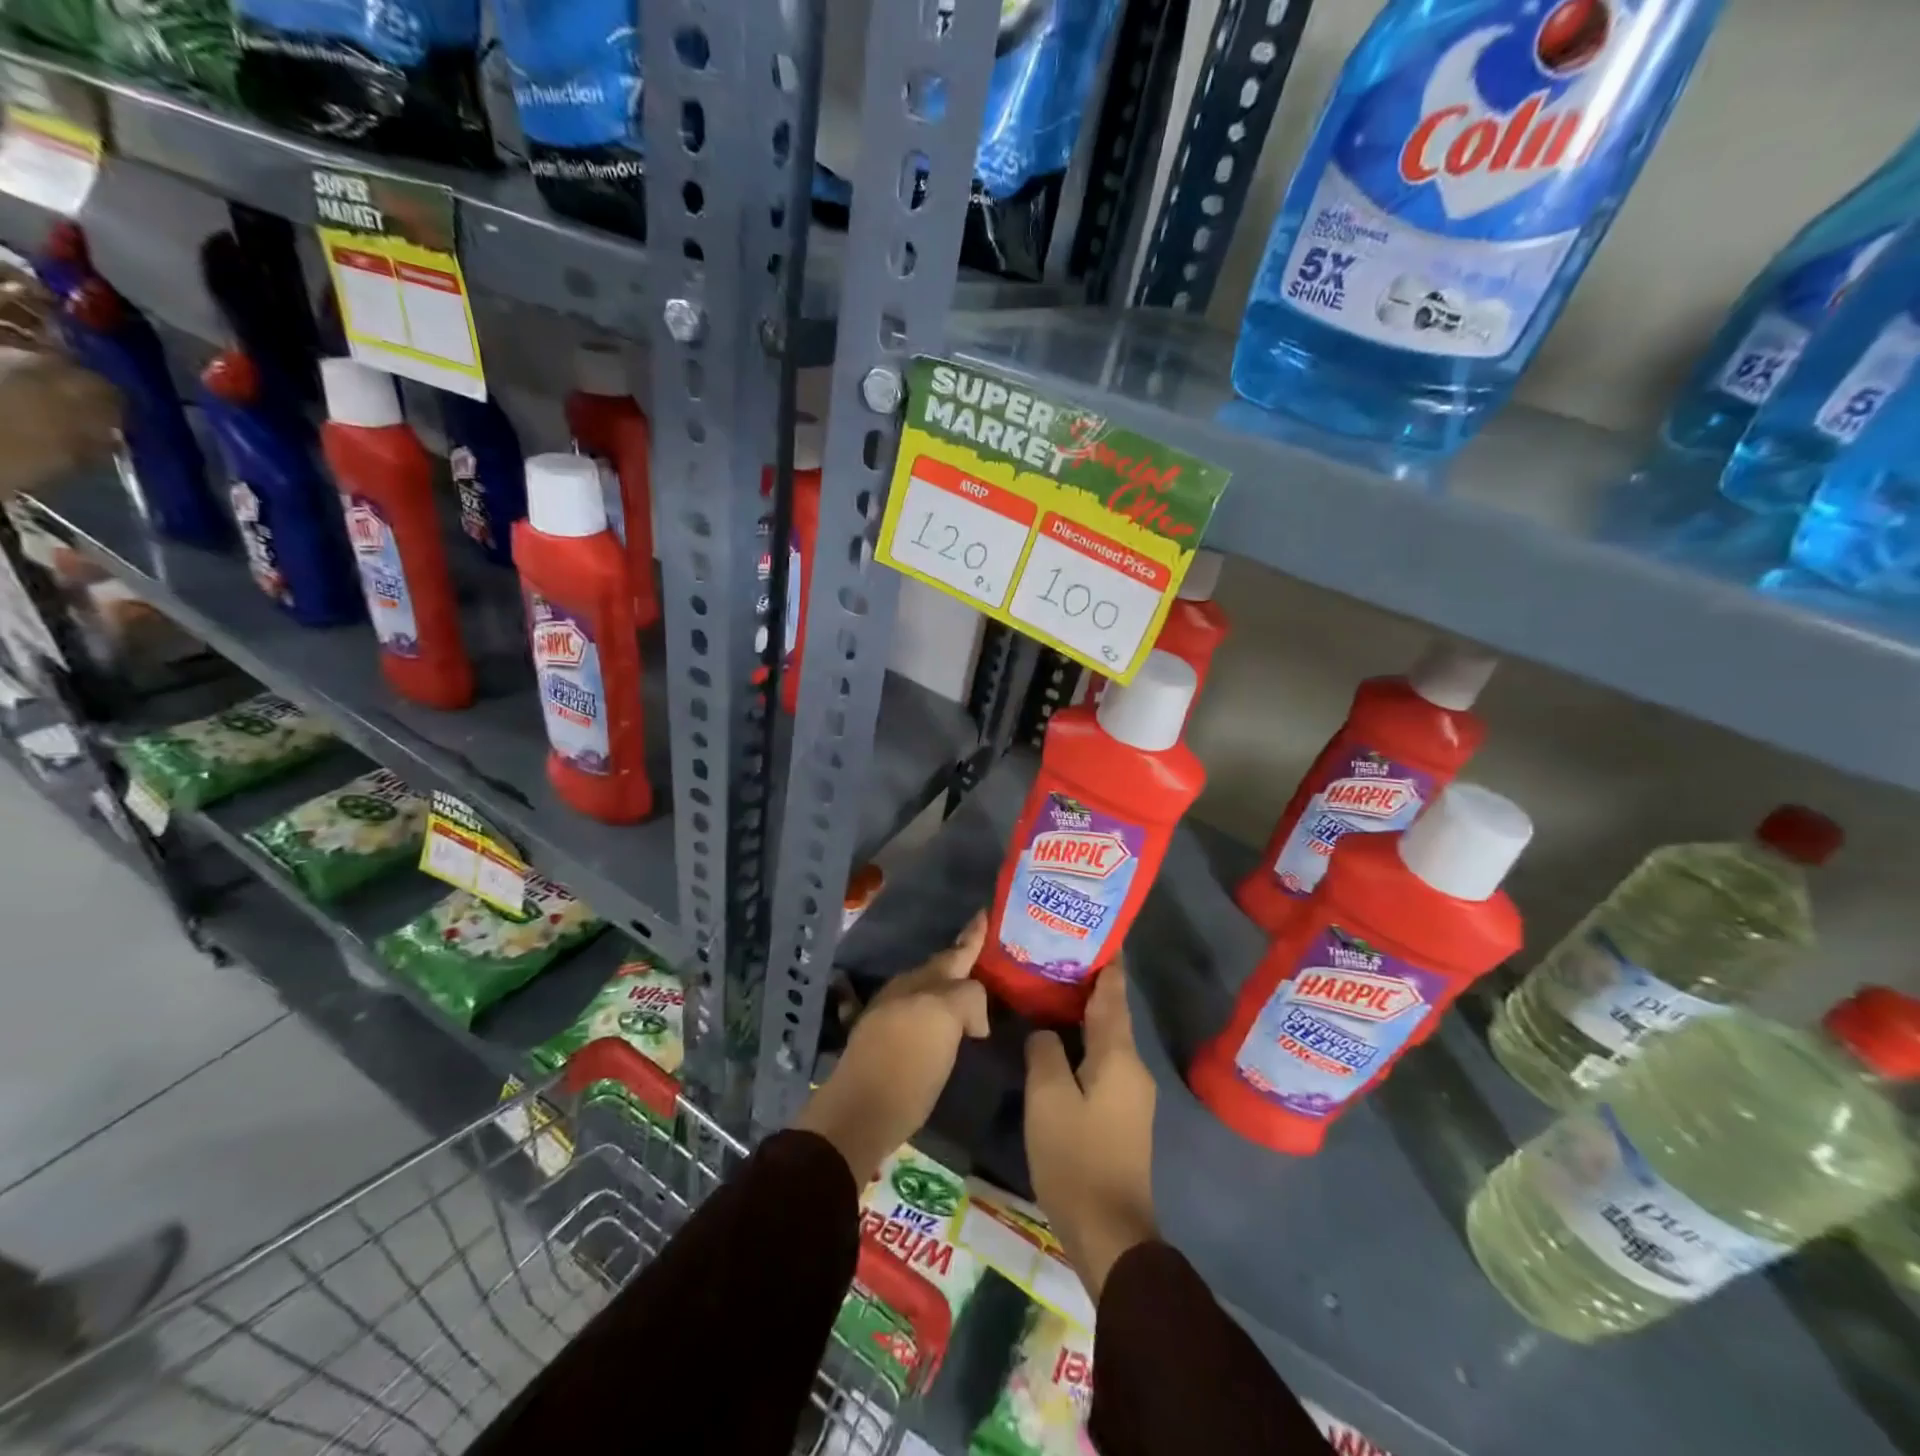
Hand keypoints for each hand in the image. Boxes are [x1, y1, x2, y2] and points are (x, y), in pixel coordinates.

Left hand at [796, 912, 989, 1182]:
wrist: (860, 1110)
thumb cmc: (909, 1066)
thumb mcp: (946, 1021)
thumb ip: (967, 1000)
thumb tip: (971, 1018)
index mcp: (925, 982)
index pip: (957, 952)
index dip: (973, 936)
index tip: (983, 913)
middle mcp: (907, 989)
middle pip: (940, 968)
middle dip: (960, 958)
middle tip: (982, 952)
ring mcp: (890, 1012)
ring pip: (926, 986)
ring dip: (946, 984)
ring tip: (967, 988)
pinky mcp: (881, 1038)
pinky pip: (915, 1010)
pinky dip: (932, 1009)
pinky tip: (940, 1022)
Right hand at [1024, 962, 1158, 1298]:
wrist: (1110, 1231)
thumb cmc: (1076, 1156)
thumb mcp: (1048, 1097)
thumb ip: (1045, 1052)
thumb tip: (1045, 1033)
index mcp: (1118, 1054)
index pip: (1113, 993)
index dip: (1107, 962)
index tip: (1096, 931)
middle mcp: (1132, 1066)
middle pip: (1110, 1013)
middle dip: (1087, 984)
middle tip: (1055, 957)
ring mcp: (1131, 1092)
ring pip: (1105, 1039)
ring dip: (1083, 1015)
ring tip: (1050, 992)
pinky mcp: (1122, 1114)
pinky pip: (1103, 1062)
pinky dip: (1083, 1043)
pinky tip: (1058, 1042)